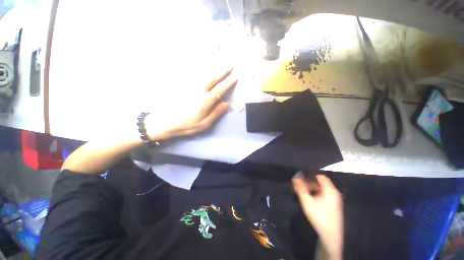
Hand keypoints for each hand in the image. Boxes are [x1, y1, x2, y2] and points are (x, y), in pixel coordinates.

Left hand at [145, 68, 237, 140]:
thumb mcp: (204, 124)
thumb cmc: (187, 125)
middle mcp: (199, 91)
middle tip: (230, 65)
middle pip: (213, 78)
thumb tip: (227, 104)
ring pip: (205, 75)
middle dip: (223, 71)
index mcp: (205, 101)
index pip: (220, 89)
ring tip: (221, 65)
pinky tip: (206, 70)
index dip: (228, 81)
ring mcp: (190, 87)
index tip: (235, 75)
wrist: (166, 122)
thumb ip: (216, 113)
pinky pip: (196, 76)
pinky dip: (203, 72)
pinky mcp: (184, 87)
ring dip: (214, 69)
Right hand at [293, 174, 343, 259]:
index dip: (310, 176)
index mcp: (330, 190)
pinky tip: (310, 198)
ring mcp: (335, 199)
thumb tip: (295, 177)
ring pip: (322, 188)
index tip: (301, 178)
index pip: (320, 176)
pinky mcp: (334, 205)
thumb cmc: (318, 216)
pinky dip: (316, 193)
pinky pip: (324, 194)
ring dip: (312, 188)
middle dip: (309, 182)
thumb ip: (300, 188)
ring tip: (303, 192)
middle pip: (321, 182)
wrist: (330, 235)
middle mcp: (334, 192)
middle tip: (300, 186)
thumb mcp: (307, 201)